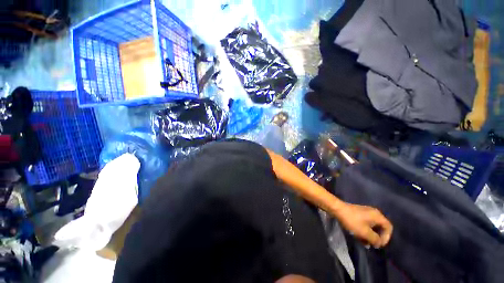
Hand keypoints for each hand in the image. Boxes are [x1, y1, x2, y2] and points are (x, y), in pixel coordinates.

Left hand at [334, 203, 392, 247]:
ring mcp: (365, 213)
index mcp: (377, 215)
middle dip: (377, 237)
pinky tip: (360, 238)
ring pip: (372, 227)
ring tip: (365, 243)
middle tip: (372, 245)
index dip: (386, 237)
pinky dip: (364, 231)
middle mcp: (373, 213)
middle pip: (380, 227)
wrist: (337, 209)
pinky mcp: (358, 214)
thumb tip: (379, 243)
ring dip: (370, 235)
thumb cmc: (352, 220)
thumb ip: (375, 239)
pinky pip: (365, 224)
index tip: (379, 244)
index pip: (389, 227)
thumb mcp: (365, 232)